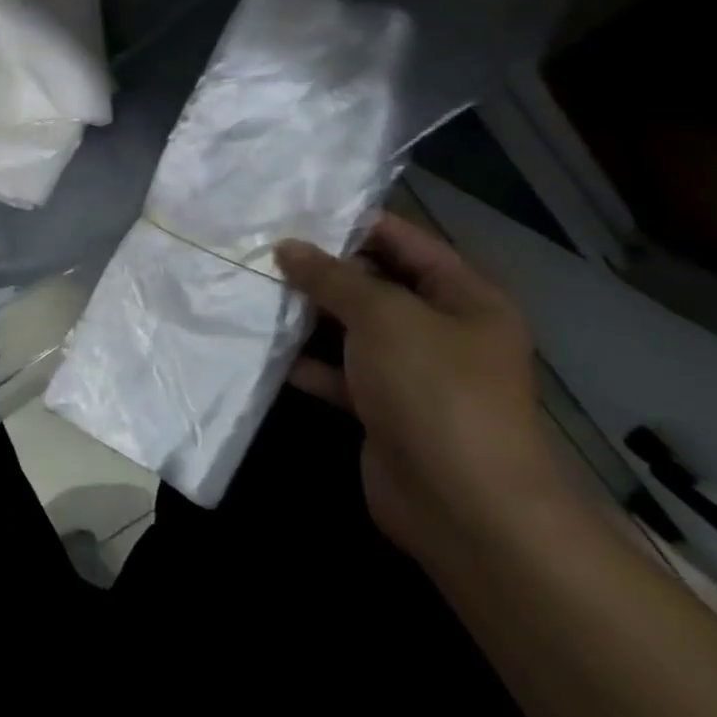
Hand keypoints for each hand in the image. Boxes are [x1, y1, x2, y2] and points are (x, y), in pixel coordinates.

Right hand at [276, 213, 567, 566]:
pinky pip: (339, 373)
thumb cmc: (434, 389)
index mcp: (464, 298)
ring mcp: (411, 373)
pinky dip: (306, 362)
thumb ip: (332, 277)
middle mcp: (441, 331)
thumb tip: (288, 247)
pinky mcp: (382, 410)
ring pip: (351, 330)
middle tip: (261, 249)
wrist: (463, 505)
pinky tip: (264, 347)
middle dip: (322, 270)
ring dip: (307, 315)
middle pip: (375, 284)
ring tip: (252, 289)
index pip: (406, 242)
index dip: (355, 224)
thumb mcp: (383, 316)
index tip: (296, 210)